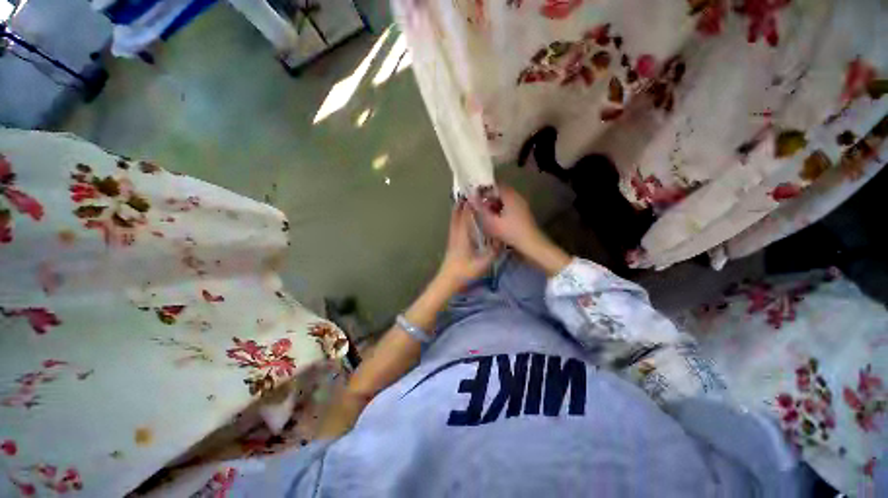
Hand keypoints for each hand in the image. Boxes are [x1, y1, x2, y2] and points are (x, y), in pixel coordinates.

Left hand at [436, 201, 498, 290]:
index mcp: (463, 235)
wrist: (448, 279)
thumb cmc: (464, 271)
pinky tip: (461, 219)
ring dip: (458, 210)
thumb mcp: (482, 263)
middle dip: (462, 203)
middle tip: (469, 194)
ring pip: (453, 219)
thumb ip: (493, 252)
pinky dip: (456, 218)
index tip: (475, 194)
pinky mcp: (451, 242)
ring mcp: (452, 237)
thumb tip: (502, 240)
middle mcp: (456, 233)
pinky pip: (453, 225)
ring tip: (464, 202)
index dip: (469, 204)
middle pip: (457, 214)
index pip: (465, 215)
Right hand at [471, 185, 543, 253]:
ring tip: (485, 213)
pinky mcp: (523, 212)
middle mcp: (517, 196)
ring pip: (504, 199)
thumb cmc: (510, 231)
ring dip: (494, 204)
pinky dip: (500, 209)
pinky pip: (509, 206)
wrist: (530, 243)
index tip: (475, 197)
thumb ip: (480, 208)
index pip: (495, 185)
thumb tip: (470, 198)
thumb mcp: (492, 221)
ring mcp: (521, 204)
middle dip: (488, 198)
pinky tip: (495, 219)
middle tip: (479, 206)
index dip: (483, 190)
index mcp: (510, 195)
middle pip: (500, 192)